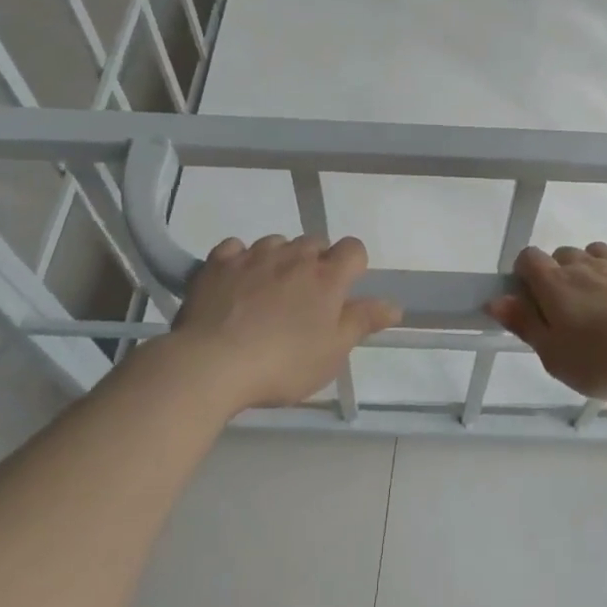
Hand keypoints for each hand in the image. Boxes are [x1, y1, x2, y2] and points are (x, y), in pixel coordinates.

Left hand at [168, 235, 399, 410]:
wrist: (212, 364)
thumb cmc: (283, 363)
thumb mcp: (332, 352)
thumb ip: (363, 322)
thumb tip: (394, 305)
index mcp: (327, 277)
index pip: (354, 248)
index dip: (353, 265)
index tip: (343, 290)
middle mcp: (294, 256)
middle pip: (315, 242)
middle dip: (315, 262)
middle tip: (306, 298)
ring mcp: (255, 255)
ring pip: (277, 243)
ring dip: (280, 259)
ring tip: (269, 291)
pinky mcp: (219, 263)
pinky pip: (236, 248)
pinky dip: (241, 259)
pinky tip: (237, 281)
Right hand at [485, 243, 606, 400]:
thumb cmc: (602, 360)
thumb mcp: (554, 355)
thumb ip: (524, 324)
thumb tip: (495, 300)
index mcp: (554, 283)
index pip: (528, 257)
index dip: (524, 275)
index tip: (531, 302)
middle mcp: (583, 264)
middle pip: (561, 255)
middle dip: (559, 275)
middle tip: (567, 313)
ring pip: (594, 252)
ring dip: (591, 268)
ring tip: (600, 301)